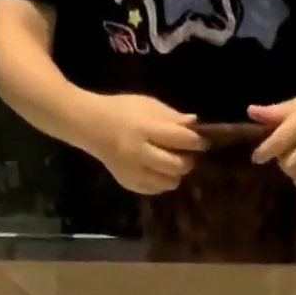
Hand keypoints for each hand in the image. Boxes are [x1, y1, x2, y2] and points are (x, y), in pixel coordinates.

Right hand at [80, 94, 208, 194]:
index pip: (179, 139)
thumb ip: (171, 117)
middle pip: (176, 166)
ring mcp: (134, 172)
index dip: (195, 142)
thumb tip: (195, 124)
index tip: (203, 142)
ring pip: (168, 182)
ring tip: (174, 163)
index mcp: (145, 129)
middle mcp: (140, 153)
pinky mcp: (130, 184)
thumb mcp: (147, 105)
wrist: (92, 127)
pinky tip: (160, 171)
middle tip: (188, 155)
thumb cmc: (123, 111)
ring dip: (176, 174)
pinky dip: (163, 182)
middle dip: (187, 161)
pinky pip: (155, 189)